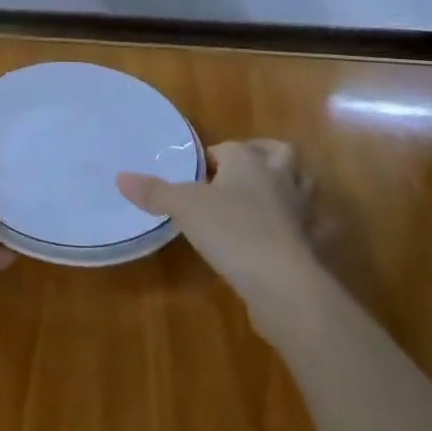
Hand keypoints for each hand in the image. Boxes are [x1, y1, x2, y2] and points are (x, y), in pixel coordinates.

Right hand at [118, 139, 323, 333]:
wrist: (282, 283)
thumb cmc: (232, 231)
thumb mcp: (184, 207)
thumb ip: (155, 192)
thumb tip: (120, 177)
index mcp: (248, 162)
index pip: (231, 147)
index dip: (215, 156)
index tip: (199, 172)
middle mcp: (279, 179)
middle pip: (281, 153)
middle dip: (266, 154)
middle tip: (243, 170)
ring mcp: (299, 212)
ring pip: (304, 185)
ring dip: (291, 184)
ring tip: (269, 195)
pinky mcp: (309, 244)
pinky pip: (311, 227)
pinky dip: (303, 227)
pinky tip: (287, 237)